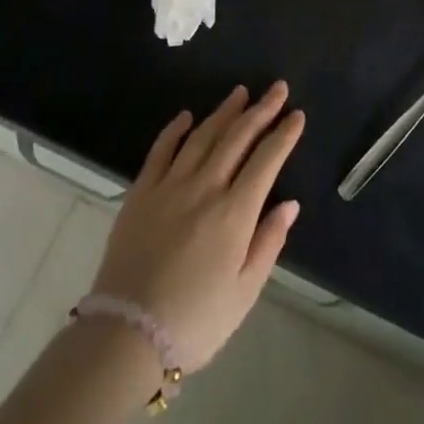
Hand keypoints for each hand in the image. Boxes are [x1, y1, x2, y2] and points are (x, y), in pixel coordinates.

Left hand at [89, 82, 304, 373]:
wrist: (127, 335)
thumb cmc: (195, 321)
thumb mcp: (244, 292)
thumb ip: (268, 242)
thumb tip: (289, 204)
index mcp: (234, 213)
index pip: (266, 160)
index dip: (284, 135)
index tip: (297, 115)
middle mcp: (204, 188)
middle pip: (237, 138)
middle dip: (261, 110)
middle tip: (277, 88)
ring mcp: (169, 186)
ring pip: (202, 136)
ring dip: (224, 111)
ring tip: (240, 93)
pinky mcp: (141, 192)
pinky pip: (161, 150)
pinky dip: (175, 129)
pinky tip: (187, 116)